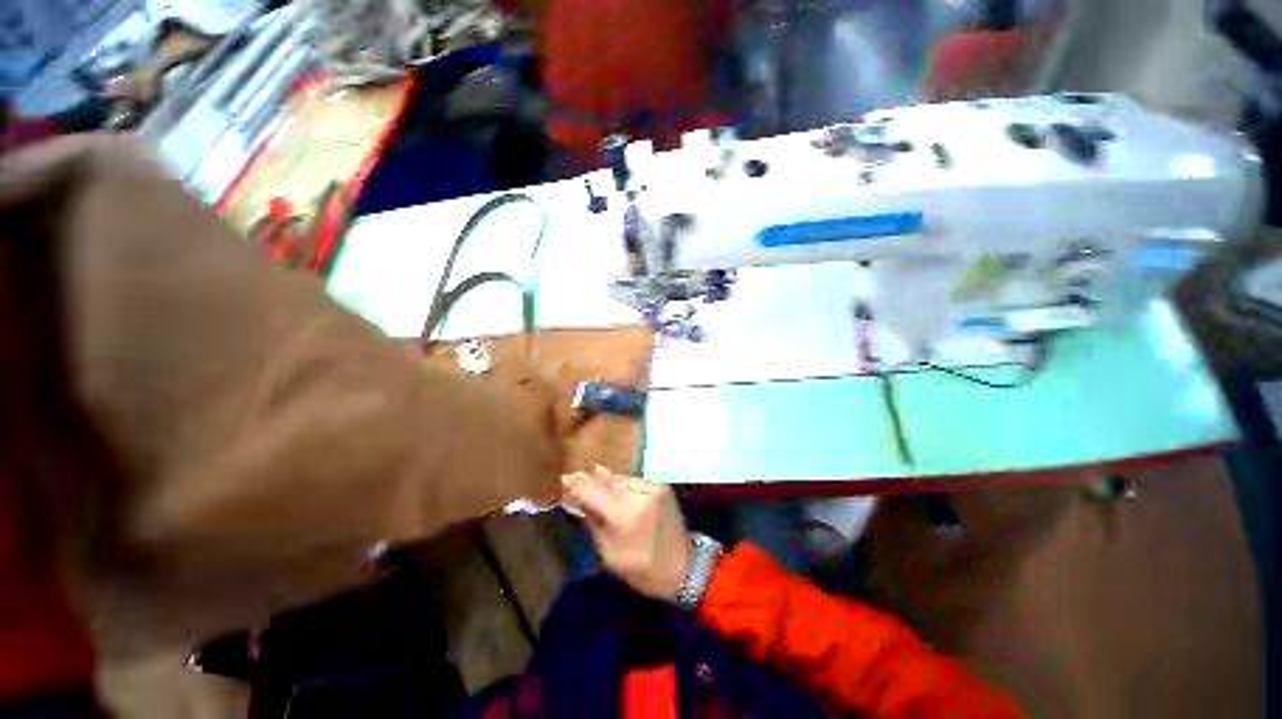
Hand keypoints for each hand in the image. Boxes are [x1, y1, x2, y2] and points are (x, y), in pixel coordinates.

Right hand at [562, 467, 691, 601]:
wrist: (685, 568)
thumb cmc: (643, 569)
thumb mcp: (609, 555)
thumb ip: (593, 523)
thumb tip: (578, 502)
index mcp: (623, 515)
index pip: (593, 492)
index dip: (577, 484)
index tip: (564, 479)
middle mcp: (638, 495)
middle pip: (607, 481)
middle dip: (590, 479)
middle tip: (573, 477)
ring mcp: (652, 488)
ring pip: (621, 479)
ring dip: (606, 480)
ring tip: (591, 476)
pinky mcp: (662, 486)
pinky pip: (635, 481)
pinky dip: (622, 483)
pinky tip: (613, 483)